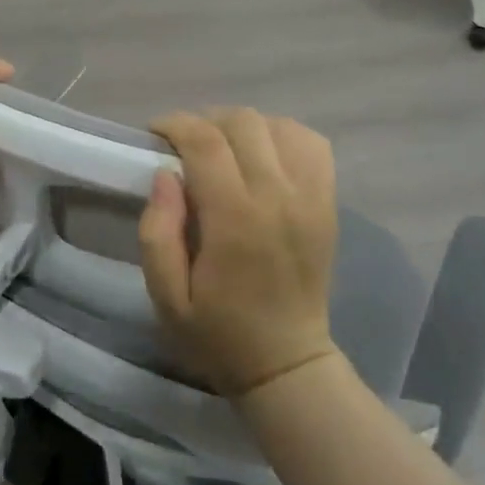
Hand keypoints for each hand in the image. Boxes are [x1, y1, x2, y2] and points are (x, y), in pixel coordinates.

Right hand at [137, 108, 339, 397]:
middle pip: (242, 122)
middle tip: (185, 145)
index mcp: (235, 220)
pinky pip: (311, 143)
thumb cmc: (218, 332)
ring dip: (243, 126)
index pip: (206, 142)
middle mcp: (278, 197)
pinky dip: (283, 135)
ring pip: (278, 124)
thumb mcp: (166, 297)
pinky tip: (263, 153)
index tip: (156, 133)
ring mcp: (310, 196)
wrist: (287, 363)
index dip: (176, 125)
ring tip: (223, 148)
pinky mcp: (328, 202)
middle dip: (205, 122)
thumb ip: (157, 232)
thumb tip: (165, 174)